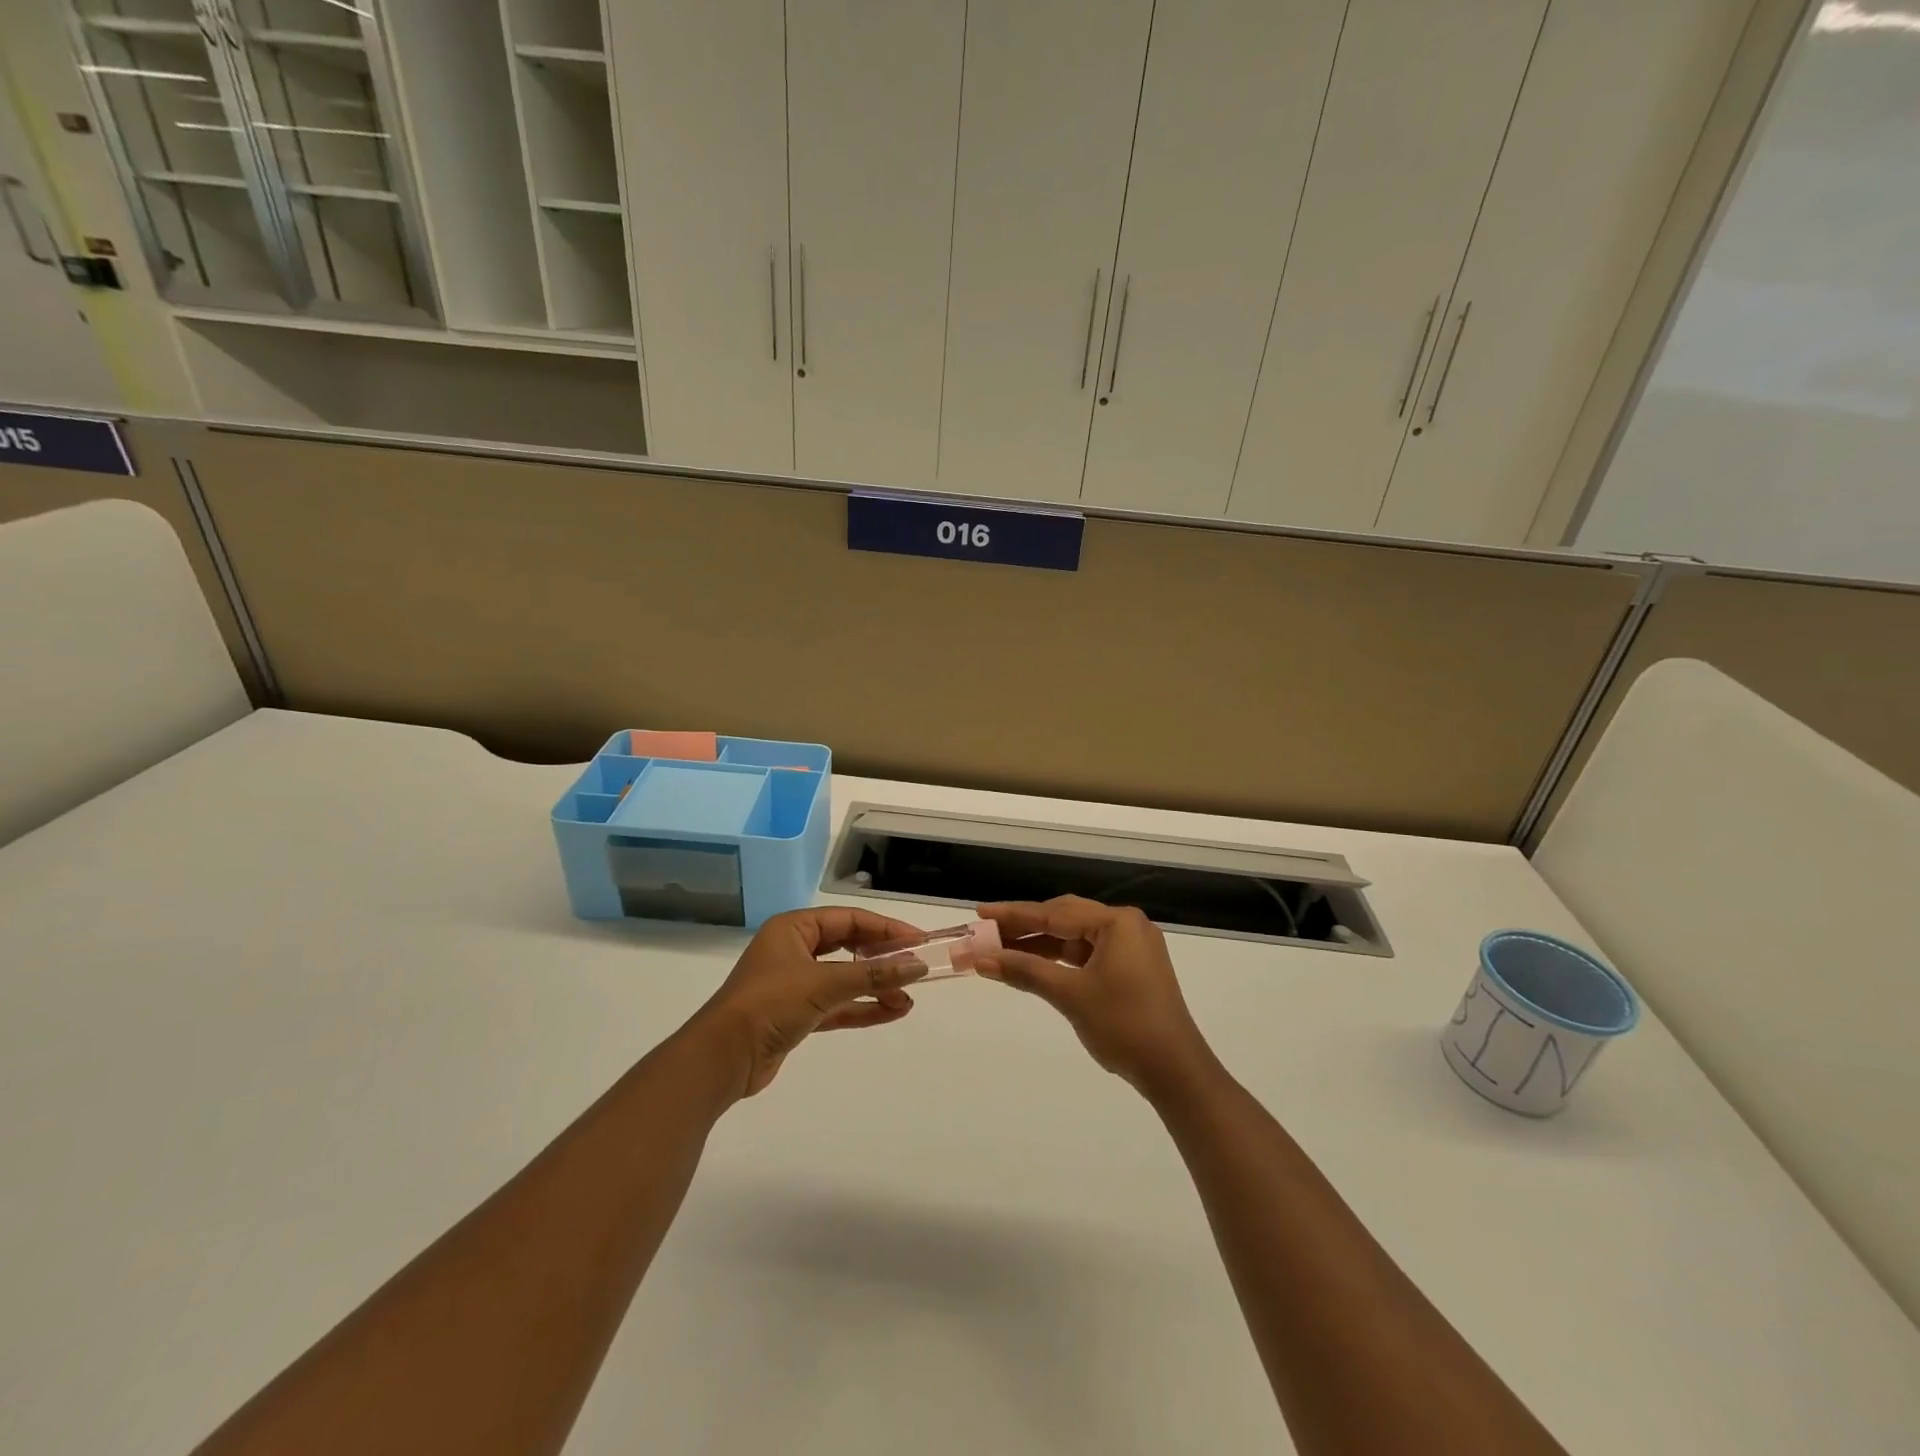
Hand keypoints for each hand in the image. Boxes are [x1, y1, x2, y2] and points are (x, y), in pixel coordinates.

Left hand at [692, 907, 929, 1098]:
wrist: (722, 1058)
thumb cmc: (769, 1004)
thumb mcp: (824, 983)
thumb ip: (872, 974)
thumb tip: (917, 966)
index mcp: (793, 928)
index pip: (849, 919)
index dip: (885, 928)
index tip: (918, 941)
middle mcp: (794, 950)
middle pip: (848, 946)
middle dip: (882, 958)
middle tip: (915, 967)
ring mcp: (795, 984)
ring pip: (845, 978)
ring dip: (876, 986)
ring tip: (909, 998)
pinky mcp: (797, 1015)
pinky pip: (838, 1005)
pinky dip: (862, 1008)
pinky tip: (892, 1012)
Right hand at [975, 896, 1214, 1094]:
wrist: (1174, 1071)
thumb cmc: (1123, 1024)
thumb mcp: (1070, 995)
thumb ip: (1025, 971)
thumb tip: (982, 960)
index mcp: (1117, 922)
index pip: (1055, 912)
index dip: (1014, 914)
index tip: (980, 913)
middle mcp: (1126, 926)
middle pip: (1065, 919)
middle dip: (1025, 928)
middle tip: (986, 933)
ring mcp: (1131, 947)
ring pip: (1075, 938)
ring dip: (1040, 945)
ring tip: (1001, 951)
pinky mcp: (1132, 969)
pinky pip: (1087, 954)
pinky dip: (1060, 960)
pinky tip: (1033, 966)